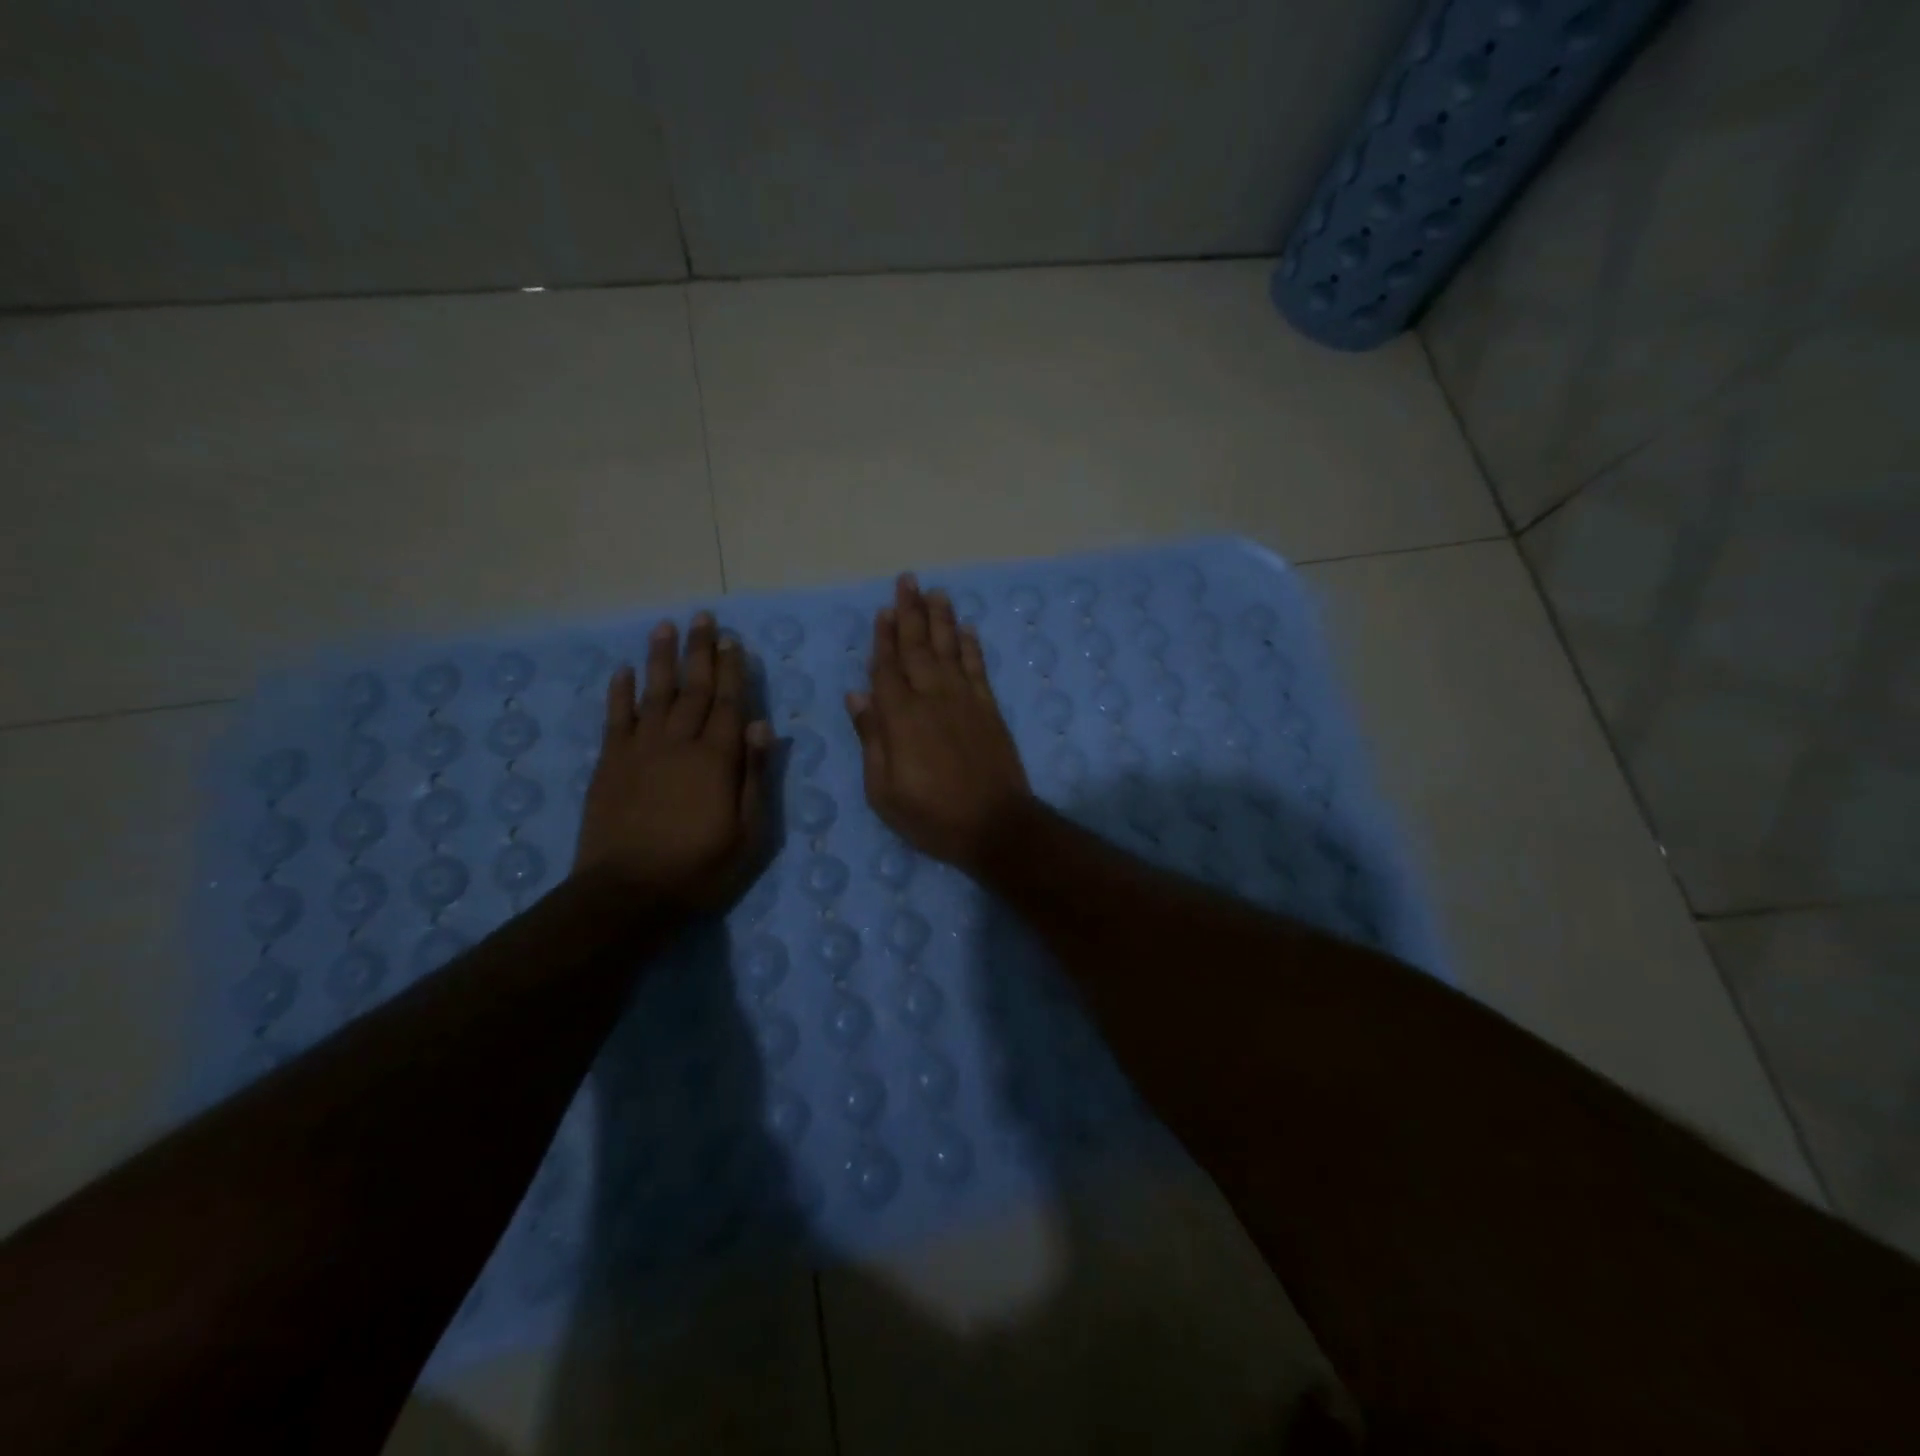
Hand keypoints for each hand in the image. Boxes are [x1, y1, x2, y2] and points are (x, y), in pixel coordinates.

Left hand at [573, 612, 771, 912]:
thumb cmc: (699, 869)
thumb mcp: (748, 834)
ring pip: (653, 693)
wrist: (626, 895)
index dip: (733, 670)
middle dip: (700, 652)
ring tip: (665, 627)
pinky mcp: (609, 764)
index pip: (729, 704)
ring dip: (661, 659)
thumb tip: (763, 727)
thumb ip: (755, 777)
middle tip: (703, 618)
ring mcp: (639, 751)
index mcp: (716, 759)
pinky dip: (619, 693)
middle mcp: (678, 743)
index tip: (733, 640)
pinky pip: (615, 719)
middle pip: (693, 689)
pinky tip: (622, 671)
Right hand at [846, 574, 1033, 873]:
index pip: (887, 668)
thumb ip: (871, 738)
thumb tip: (857, 694)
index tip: (883, 611)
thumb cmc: (931, 816)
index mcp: (900, 718)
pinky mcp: (989, 710)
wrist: (995, 825)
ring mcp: (965, 701)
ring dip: (942, 619)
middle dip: (911, 613)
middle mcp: (932, 698)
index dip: (883, 638)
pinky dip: (971, 647)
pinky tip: (966, 630)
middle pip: (918, 648)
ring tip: (936, 592)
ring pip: (949, 650)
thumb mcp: (884, 791)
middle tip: (908, 581)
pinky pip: (978, 669)